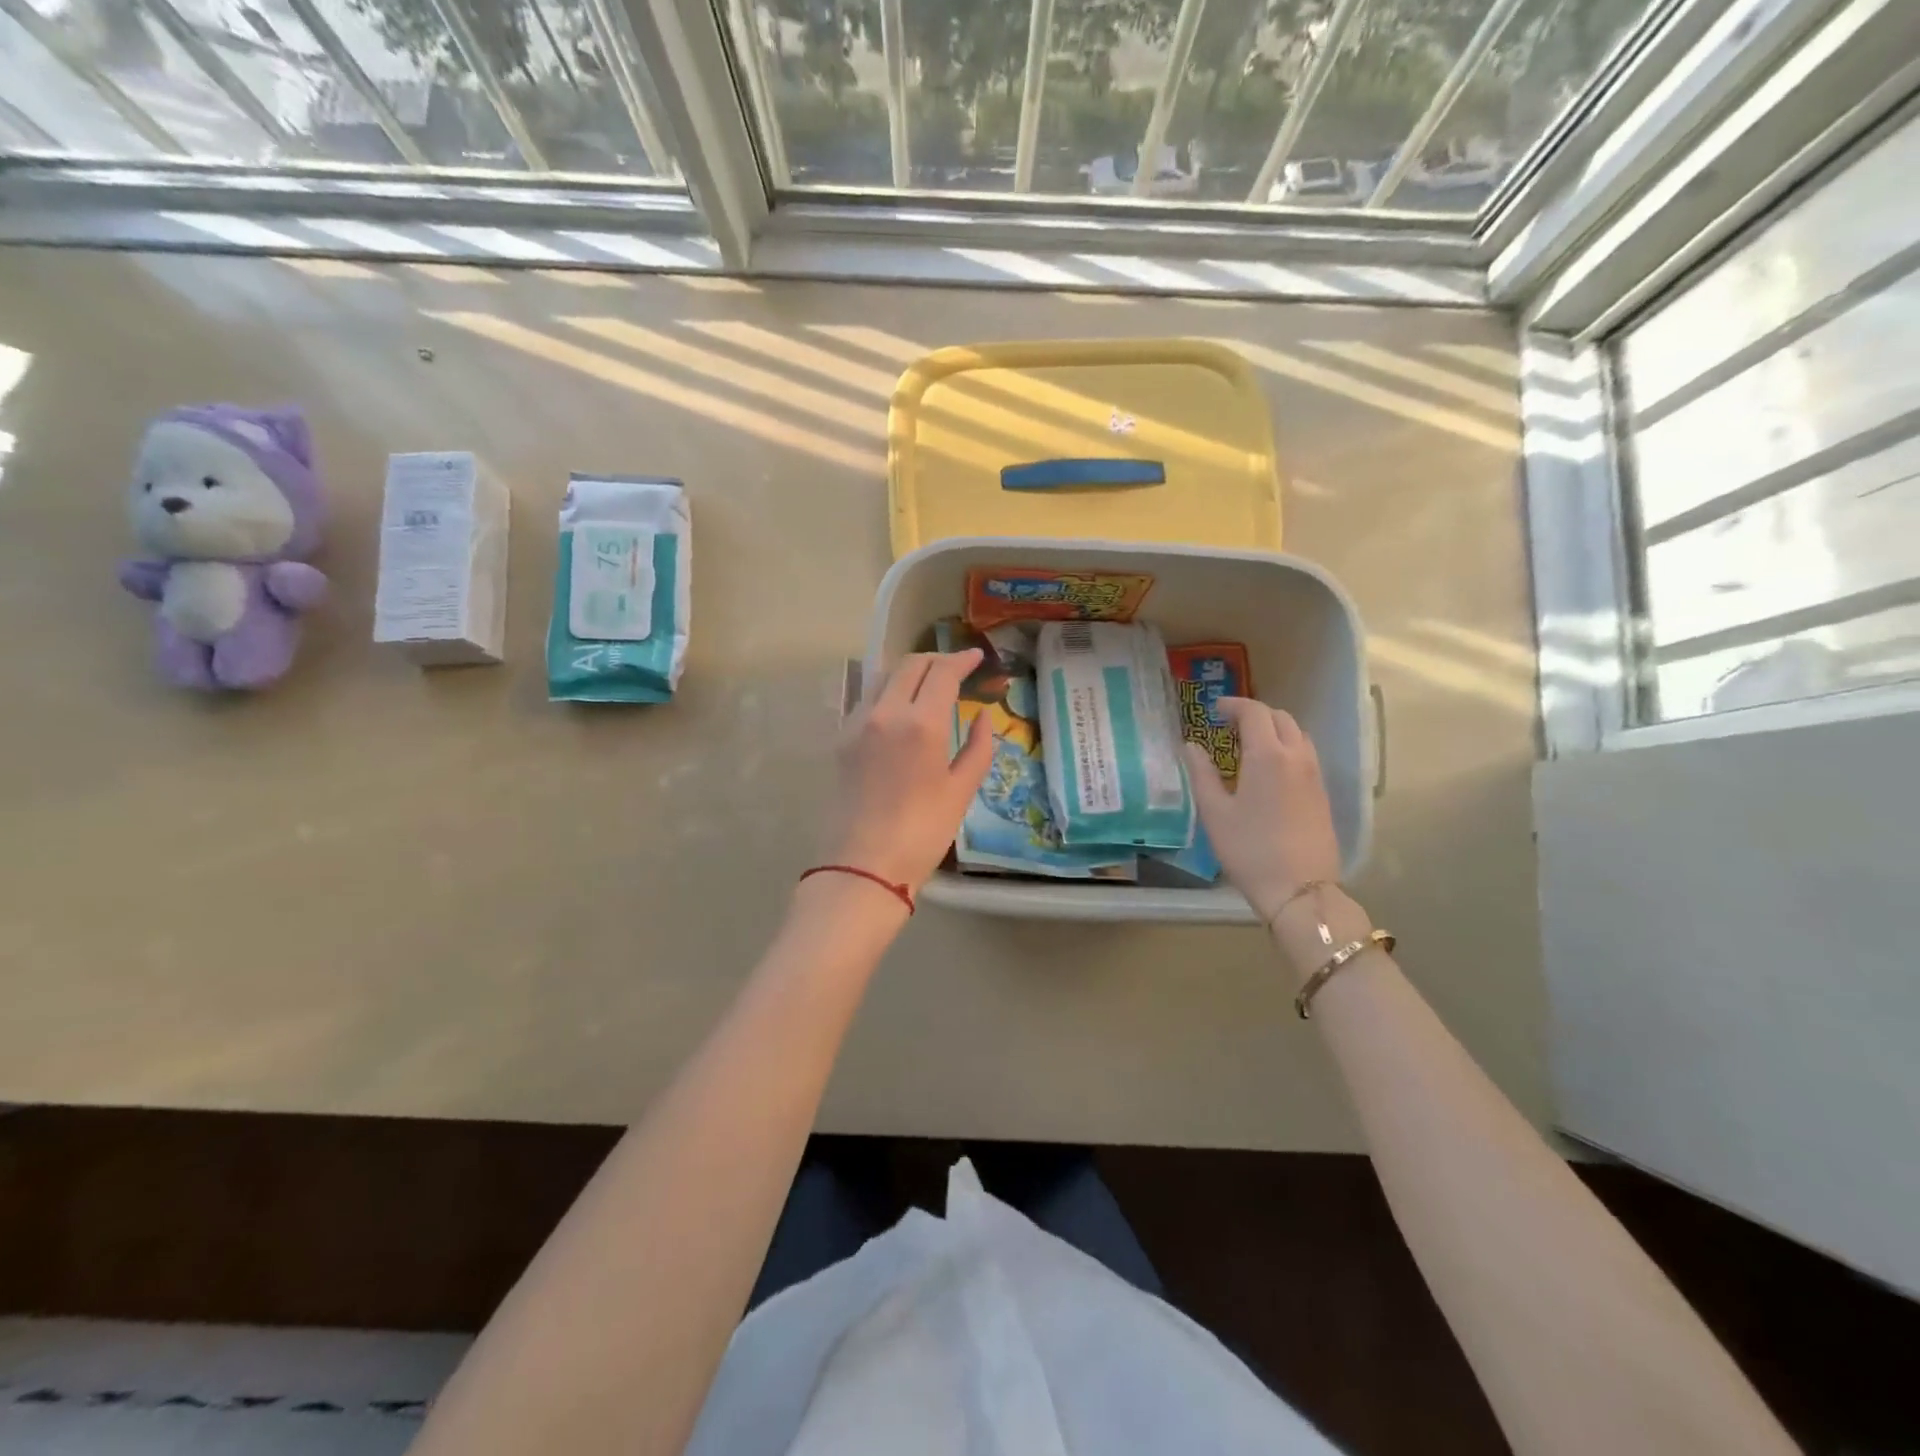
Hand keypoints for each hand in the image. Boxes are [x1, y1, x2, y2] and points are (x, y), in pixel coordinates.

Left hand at [825, 650, 994, 891]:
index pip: (942, 671)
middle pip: (910, 664)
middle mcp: (885, 712)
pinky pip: (869, 700)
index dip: (962, 659)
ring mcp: (858, 723)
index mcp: (920, 723)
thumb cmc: (923, 832)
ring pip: (884, 677)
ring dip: (910, 672)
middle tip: (957, 670)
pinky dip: (890, 693)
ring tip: (930, 686)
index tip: (977, 658)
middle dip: (936, 660)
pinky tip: (903, 711)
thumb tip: (983, 716)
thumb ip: (978, 747)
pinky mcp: (842, 739)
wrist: (864, 865)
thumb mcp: (961, 790)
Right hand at [1183, 698, 1341, 924]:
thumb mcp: (1214, 812)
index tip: (1214, 711)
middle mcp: (1296, 757)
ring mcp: (1315, 775)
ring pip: (1298, 735)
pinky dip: (1286, 749)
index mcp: (1268, 755)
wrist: (1299, 889)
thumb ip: (1201, 773)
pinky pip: (1306, 756)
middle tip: (1229, 727)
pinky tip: (1268, 772)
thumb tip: (1191, 747)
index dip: (1233, 705)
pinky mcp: (1322, 794)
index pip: (1254, 712)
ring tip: (1249, 746)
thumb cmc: (1249, 849)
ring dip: (1273, 730)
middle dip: (1254, 714)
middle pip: (1280, 717)